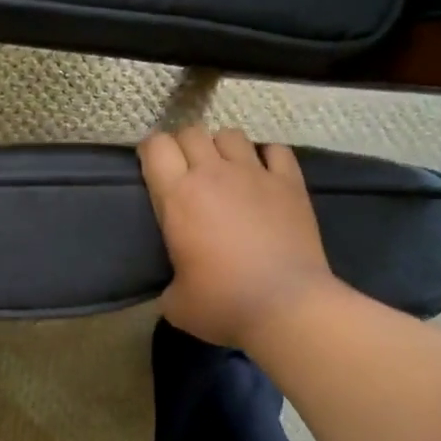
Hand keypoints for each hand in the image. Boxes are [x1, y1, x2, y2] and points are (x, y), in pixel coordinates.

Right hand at [138, 126, 335, 350]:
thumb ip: (169, 281)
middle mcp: (214, 174)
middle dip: (183, 146)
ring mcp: (255, 174)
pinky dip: (266, 156)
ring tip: (224, 170)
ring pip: (230, 135)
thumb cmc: (224, 304)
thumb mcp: (176, 302)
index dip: (151, 152)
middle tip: (186, 172)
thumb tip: (176, 284)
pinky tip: (264, 174)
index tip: (152, 168)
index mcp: (178, 196)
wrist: (288, 307)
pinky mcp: (290, 183)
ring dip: (221, 148)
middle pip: (191, 132)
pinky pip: (275, 150)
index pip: (156, 147)